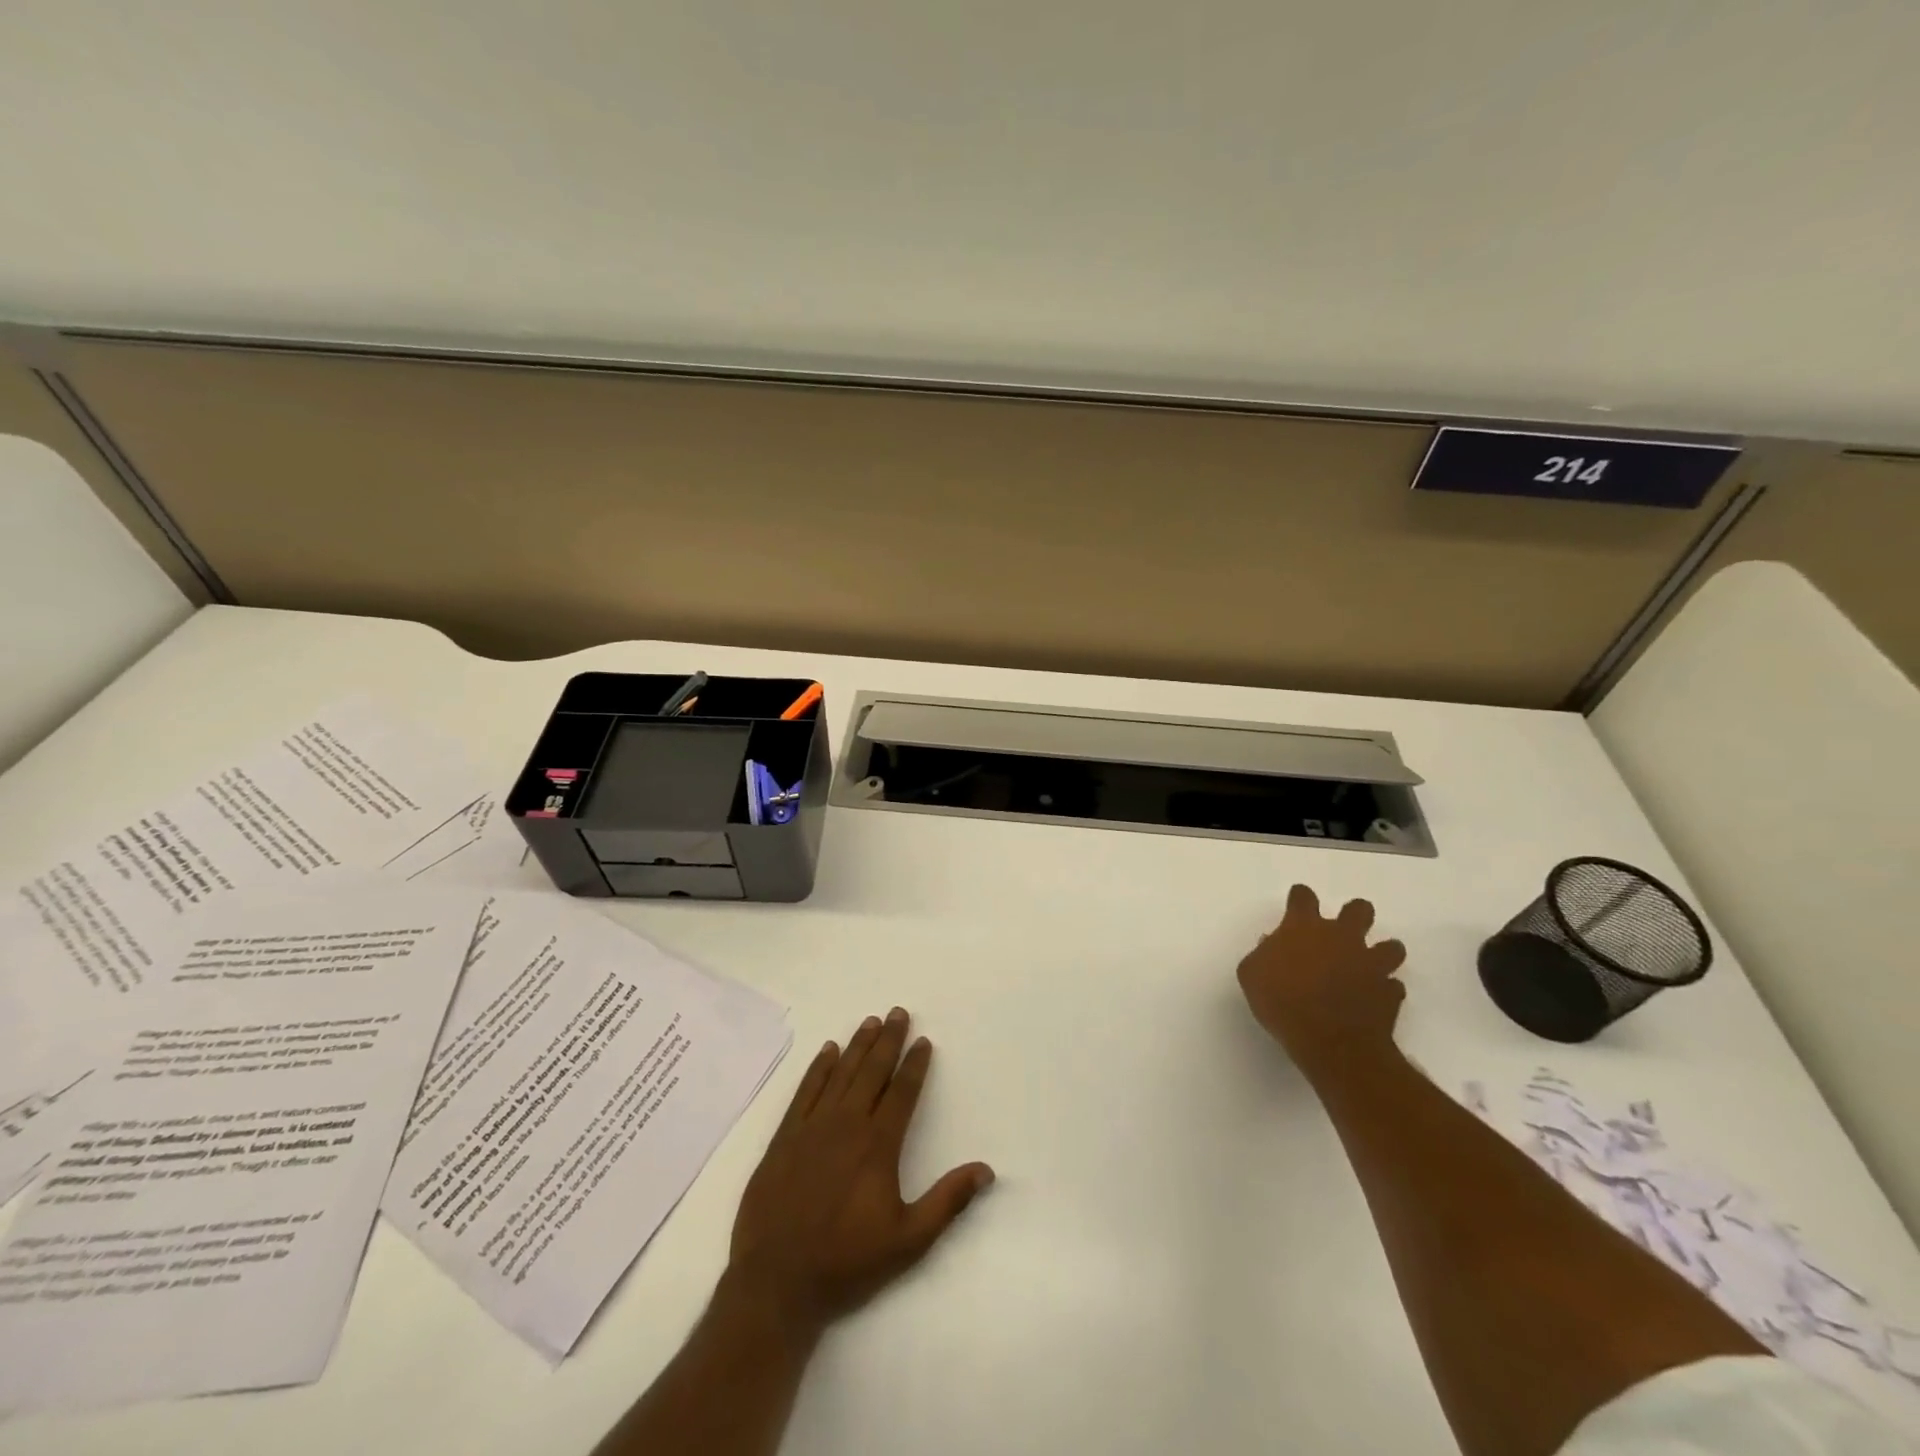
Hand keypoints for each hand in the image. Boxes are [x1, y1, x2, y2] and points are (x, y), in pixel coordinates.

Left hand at [726, 1008, 993, 1334]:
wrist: (776, 1283)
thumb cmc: (846, 1262)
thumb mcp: (907, 1241)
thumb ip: (947, 1201)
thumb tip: (986, 1170)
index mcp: (877, 1145)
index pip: (902, 1092)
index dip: (914, 1064)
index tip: (923, 1041)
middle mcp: (846, 1125)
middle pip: (871, 1071)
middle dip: (888, 1040)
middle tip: (898, 1012)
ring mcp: (812, 1128)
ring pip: (840, 1074)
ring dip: (857, 1045)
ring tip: (871, 1021)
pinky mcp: (784, 1138)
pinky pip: (805, 1091)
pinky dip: (818, 1068)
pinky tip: (827, 1051)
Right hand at [1236, 884, 1407, 1081]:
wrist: (1330, 1042)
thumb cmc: (1281, 1002)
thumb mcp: (1251, 975)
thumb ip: (1262, 954)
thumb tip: (1273, 946)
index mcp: (1304, 927)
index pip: (1303, 897)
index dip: (1300, 898)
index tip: (1297, 905)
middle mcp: (1342, 937)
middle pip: (1359, 909)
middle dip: (1354, 915)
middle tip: (1342, 932)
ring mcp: (1371, 964)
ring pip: (1391, 947)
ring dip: (1381, 953)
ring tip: (1368, 966)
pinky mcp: (1390, 993)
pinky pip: (1393, 986)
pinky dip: (1384, 990)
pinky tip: (1373, 998)